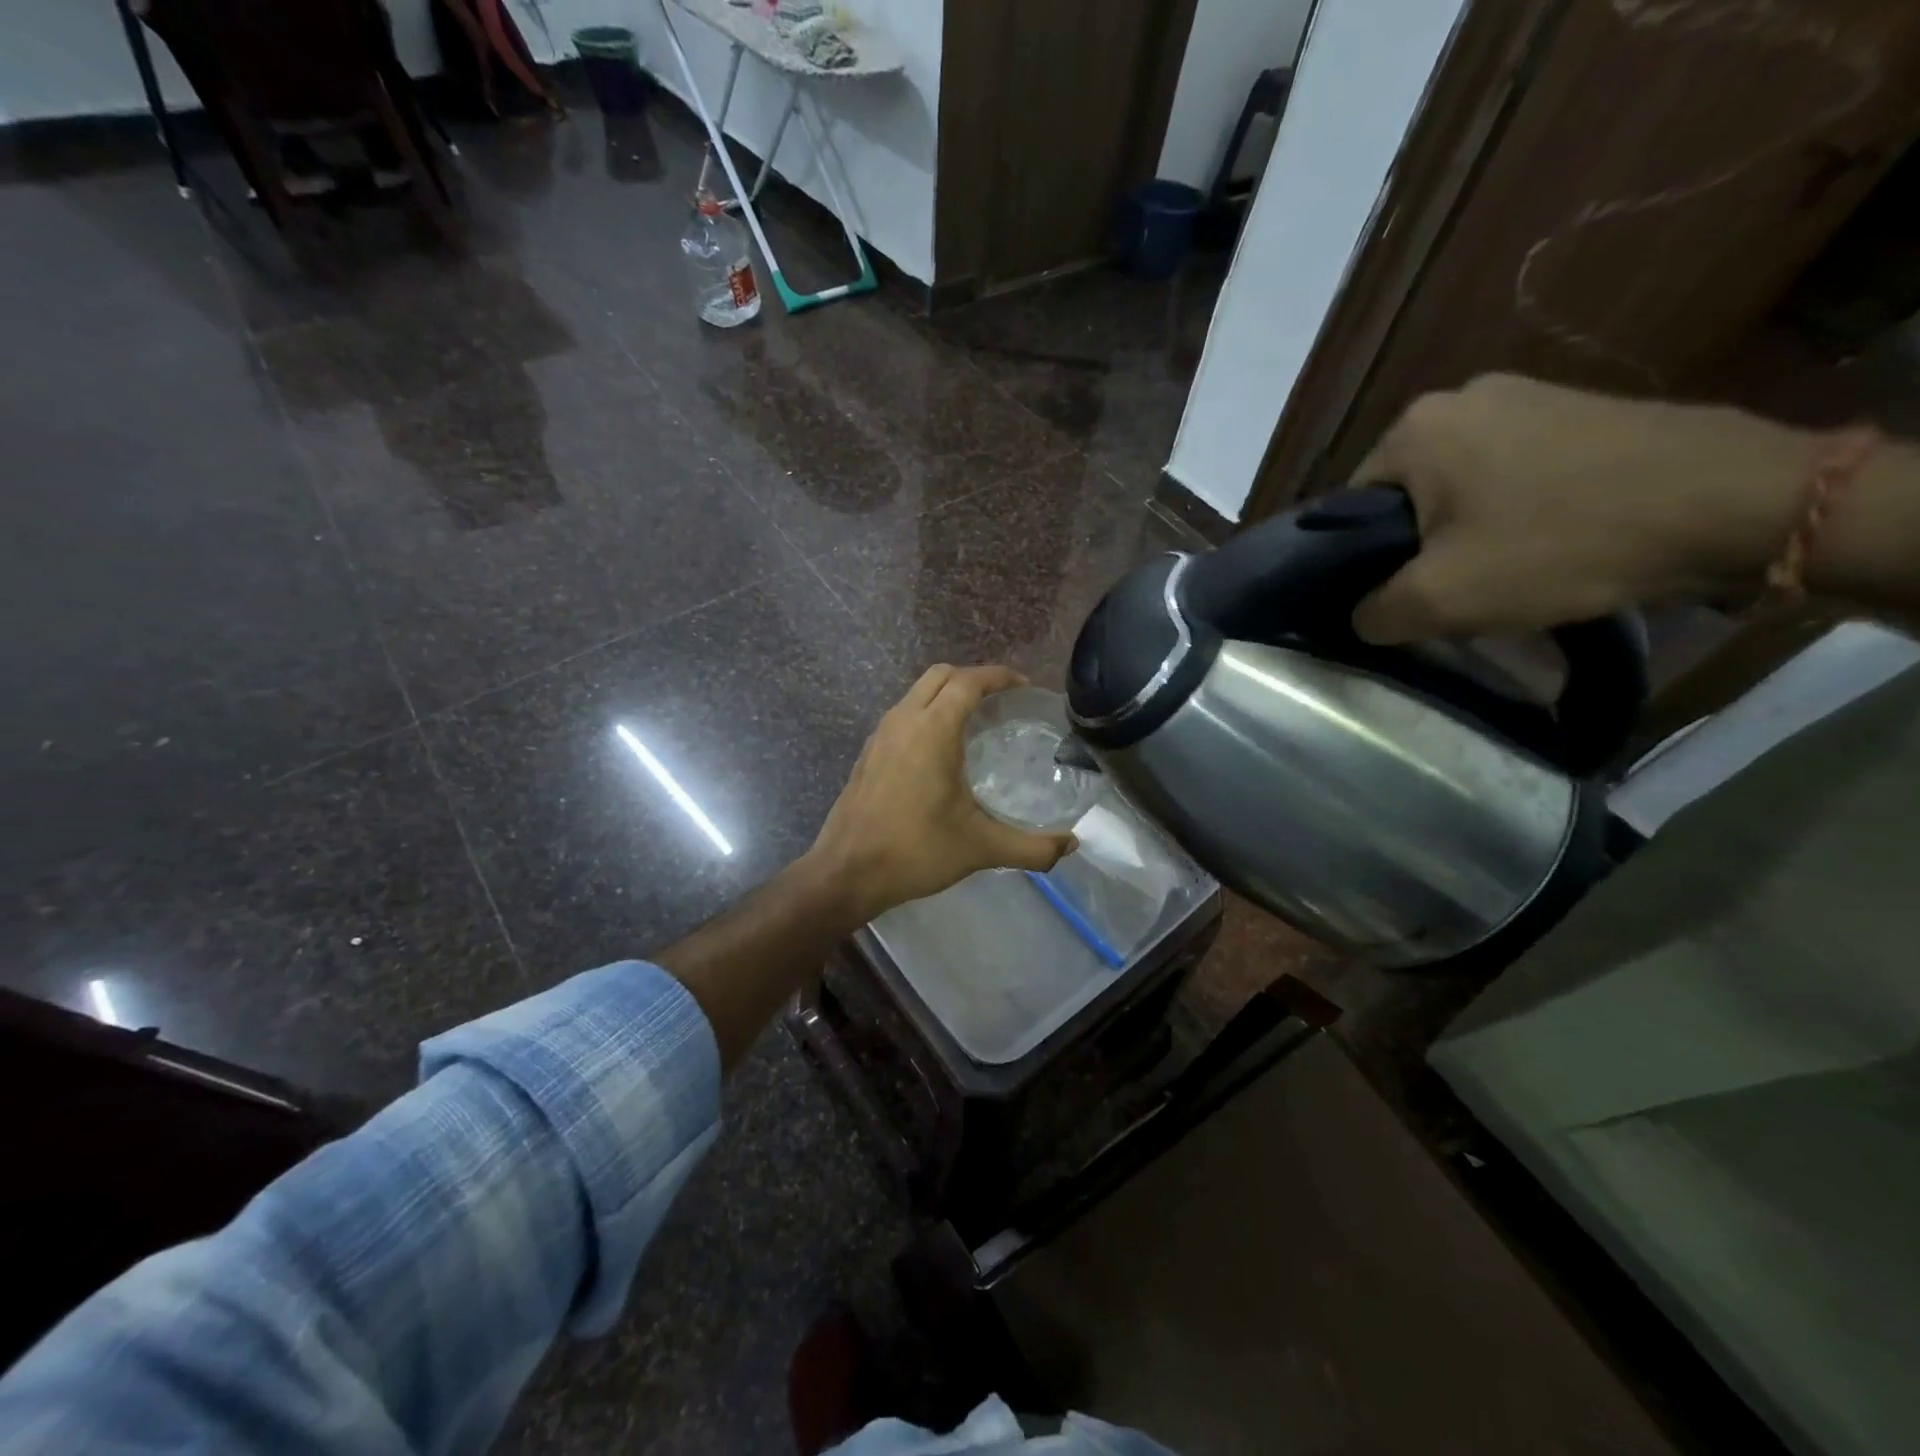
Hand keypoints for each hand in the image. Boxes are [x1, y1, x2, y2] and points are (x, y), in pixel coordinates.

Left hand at [808, 665, 1075, 923]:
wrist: (848, 872)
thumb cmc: (916, 851)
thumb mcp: (981, 848)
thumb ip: (1032, 847)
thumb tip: (1071, 846)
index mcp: (932, 730)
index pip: (968, 682)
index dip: (999, 677)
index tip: (1023, 687)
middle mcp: (903, 720)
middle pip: (940, 675)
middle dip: (973, 677)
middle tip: (1001, 700)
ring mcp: (880, 735)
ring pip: (916, 692)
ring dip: (946, 694)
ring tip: (975, 720)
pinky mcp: (868, 753)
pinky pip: (902, 714)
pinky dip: (926, 713)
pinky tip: (940, 749)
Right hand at [1349, 374, 1812, 643]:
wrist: (1734, 503)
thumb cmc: (1559, 544)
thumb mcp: (1439, 600)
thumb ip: (1373, 613)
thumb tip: (1358, 615)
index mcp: (1412, 429)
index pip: (1348, 508)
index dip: (1362, 561)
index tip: (1396, 594)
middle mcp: (1459, 396)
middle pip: (1404, 494)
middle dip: (1417, 544)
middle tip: (1451, 588)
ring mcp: (1525, 393)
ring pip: (1458, 483)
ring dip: (1465, 528)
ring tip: (1502, 567)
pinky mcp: (1576, 407)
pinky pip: (1511, 468)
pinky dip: (1513, 507)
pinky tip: (1546, 538)